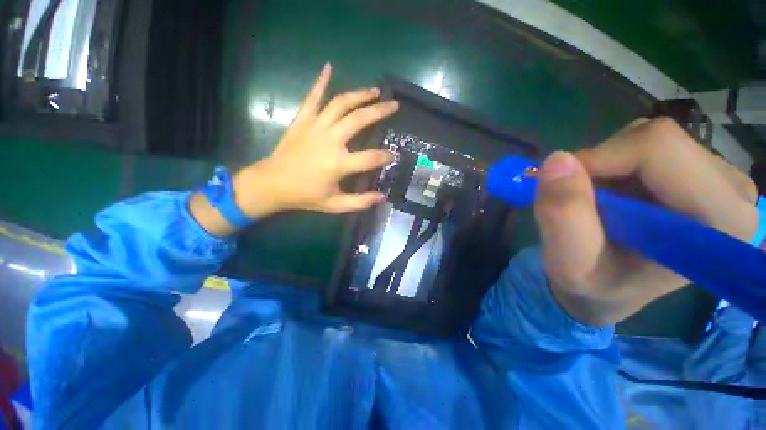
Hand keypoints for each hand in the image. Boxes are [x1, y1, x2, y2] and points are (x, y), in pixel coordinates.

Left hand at [190, 64, 398, 235]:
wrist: (272, 184)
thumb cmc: (306, 196)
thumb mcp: (335, 205)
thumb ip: (360, 201)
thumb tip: (381, 196)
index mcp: (339, 163)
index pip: (371, 157)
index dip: (386, 156)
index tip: (395, 155)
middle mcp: (330, 140)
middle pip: (359, 119)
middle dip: (380, 111)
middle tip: (394, 105)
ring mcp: (315, 126)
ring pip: (341, 104)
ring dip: (359, 95)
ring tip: (375, 91)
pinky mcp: (302, 120)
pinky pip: (312, 97)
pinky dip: (320, 81)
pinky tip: (329, 67)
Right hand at [534, 118, 759, 325]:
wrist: (611, 289)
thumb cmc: (594, 285)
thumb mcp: (568, 264)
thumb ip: (563, 218)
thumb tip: (555, 160)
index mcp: (720, 222)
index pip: (658, 149)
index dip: (599, 160)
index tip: (565, 187)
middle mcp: (734, 192)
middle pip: (658, 138)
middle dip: (603, 164)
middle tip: (583, 200)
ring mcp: (721, 178)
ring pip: (651, 137)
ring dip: (609, 165)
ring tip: (600, 203)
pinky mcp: (703, 172)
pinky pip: (650, 144)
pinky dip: (617, 164)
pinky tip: (615, 196)